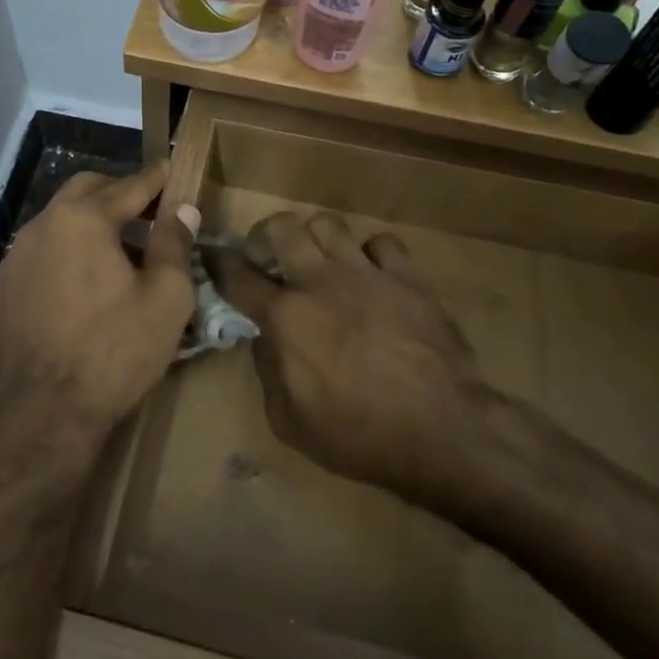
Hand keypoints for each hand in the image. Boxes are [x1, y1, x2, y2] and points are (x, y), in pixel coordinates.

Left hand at [0, 162, 196, 453]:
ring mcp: (12, 263)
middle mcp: (40, 228)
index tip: (170, 169)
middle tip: (145, 210)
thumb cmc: (115, 351)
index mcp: (82, 220)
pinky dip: (59, 263)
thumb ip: (174, 244)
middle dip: (115, 192)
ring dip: (85, 227)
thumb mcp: (166, 298)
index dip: (155, 178)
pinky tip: (75, 294)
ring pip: (54, 225)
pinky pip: (34, 264)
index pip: (128, 186)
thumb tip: (182, 209)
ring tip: (113, 253)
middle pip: (83, 192)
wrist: (45, 416)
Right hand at [216, 212, 488, 506]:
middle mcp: (320, 282)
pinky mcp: (407, 277)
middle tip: (266, 258)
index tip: (214, 260)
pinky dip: (370, 254)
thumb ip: (268, 371)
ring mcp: (366, 274)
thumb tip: (266, 340)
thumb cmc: (359, 435)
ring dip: (314, 238)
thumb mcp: (289, 421)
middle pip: (280, 228)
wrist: (444, 431)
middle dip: (263, 236)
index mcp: (285, 317)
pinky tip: (372, 275)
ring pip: (328, 223)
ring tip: (317, 260)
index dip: (219, 264)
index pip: (237, 276)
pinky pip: (381, 242)